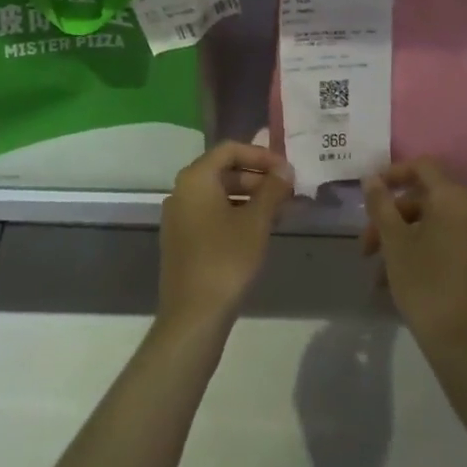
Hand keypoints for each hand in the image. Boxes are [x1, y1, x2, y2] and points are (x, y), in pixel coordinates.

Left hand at [157, 141, 294, 339]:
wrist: (193, 316)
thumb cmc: (226, 260)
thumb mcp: (256, 222)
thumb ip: (272, 190)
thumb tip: (285, 169)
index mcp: (196, 178)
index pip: (230, 149)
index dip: (261, 155)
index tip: (286, 169)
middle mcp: (182, 190)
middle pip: (223, 170)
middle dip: (257, 177)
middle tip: (287, 191)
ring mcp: (179, 216)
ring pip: (219, 194)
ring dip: (250, 197)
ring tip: (280, 211)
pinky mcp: (182, 239)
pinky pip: (211, 213)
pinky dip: (236, 213)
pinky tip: (259, 230)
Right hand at [363, 159, 466, 368]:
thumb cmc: (427, 286)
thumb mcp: (395, 243)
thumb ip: (381, 205)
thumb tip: (371, 178)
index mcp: (453, 200)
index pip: (422, 167)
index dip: (393, 173)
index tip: (369, 194)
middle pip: (425, 200)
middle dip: (391, 217)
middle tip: (366, 246)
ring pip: (433, 227)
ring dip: (402, 240)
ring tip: (378, 273)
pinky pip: (447, 247)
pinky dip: (422, 254)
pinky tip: (400, 284)